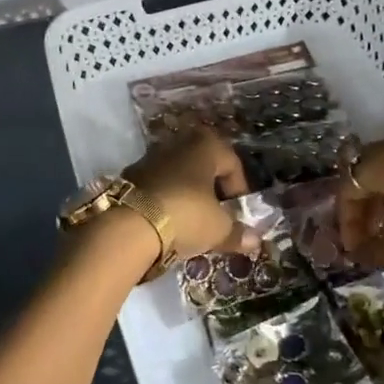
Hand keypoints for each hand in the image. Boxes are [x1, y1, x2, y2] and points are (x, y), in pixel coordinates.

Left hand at [124, 125, 258, 263]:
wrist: (128, 225)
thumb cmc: (186, 216)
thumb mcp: (218, 229)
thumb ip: (238, 233)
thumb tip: (255, 240)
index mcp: (205, 145)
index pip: (232, 163)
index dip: (239, 190)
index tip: (238, 213)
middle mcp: (178, 143)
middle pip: (204, 165)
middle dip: (212, 188)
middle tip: (216, 214)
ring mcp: (151, 156)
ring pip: (179, 173)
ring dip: (188, 193)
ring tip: (191, 221)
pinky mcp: (130, 174)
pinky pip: (158, 184)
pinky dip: (166, 198)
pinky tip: (166, 221)